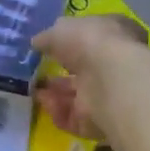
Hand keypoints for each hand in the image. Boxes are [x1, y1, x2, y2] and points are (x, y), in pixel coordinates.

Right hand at [30, 14, 149, 139]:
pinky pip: (73, 116)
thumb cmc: (90, 42)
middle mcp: (115, 64)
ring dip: (54, 92)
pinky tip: (43, 102)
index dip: (70, 43)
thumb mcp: (60, 29)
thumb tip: (38, 43)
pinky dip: (56, 110)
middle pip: (83, 69)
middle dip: (59, 71)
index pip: (91, 38)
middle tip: (36, 71)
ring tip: (33, 88)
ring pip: (77, 95)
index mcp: (115, 34)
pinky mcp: (99, 121)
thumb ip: (47, 37)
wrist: (109, 79)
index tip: (48, 48)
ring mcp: (109, 94)